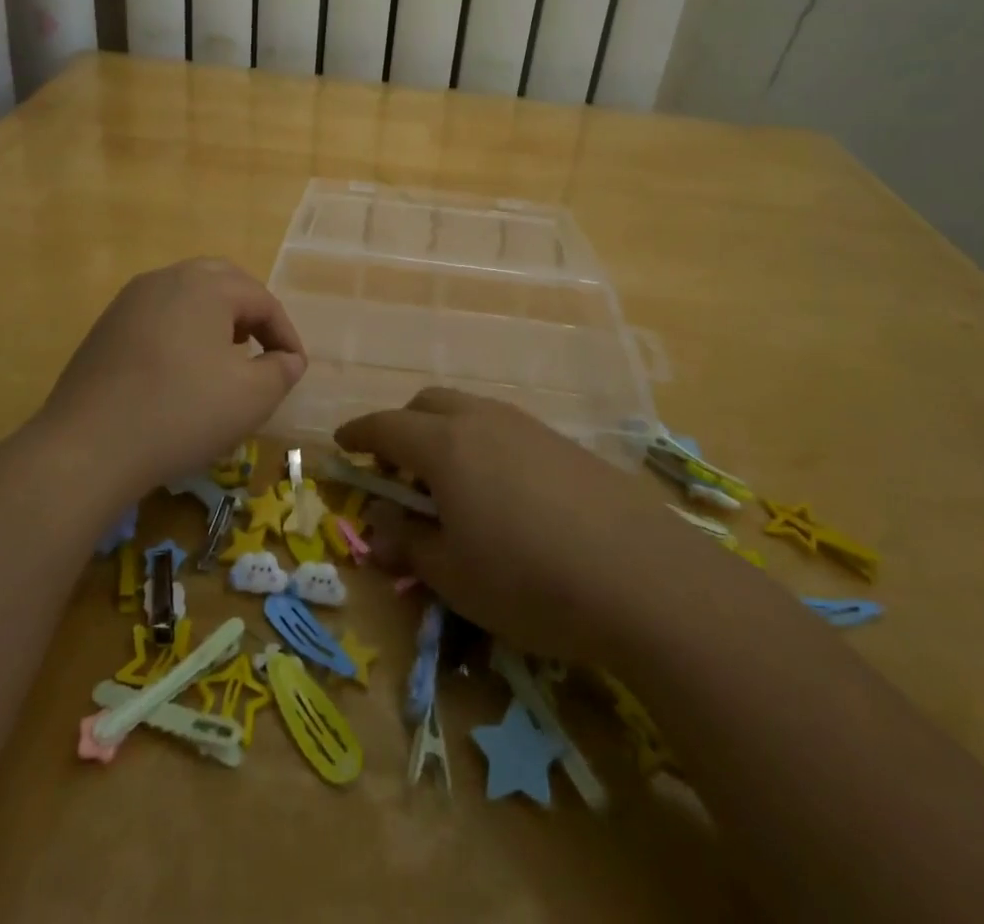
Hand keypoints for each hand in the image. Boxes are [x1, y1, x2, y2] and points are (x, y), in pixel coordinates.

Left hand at [39, 258, 305, 493]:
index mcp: (206, 285)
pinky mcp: (106, 327)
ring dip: (215, 319)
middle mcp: (167, 279)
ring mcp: (130, 300)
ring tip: (226, 358)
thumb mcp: (252, 397)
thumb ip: (282, 371)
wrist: (88, 447)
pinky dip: (182, 332)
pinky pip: (158, 316)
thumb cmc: (182, 412)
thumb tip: (288, 359)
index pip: (262, 300)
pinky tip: (181, 371)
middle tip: (262, 348)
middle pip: (223, 282)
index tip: (294, 368)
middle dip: (250, 313)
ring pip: (187, 296)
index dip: (285, 333)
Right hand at [337, 388, 689, 664]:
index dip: (359, 434)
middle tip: (399, 473)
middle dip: (403, 429)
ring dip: (446, 436)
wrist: (641, 577)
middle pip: (428, 405)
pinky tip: (503, 495)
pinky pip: (506, 430)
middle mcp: (483, 420)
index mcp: (445, 445)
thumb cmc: (527, 578)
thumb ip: (409, 546)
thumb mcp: (453, 575)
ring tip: (451, 487)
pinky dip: (484, 447)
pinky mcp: (564, 444)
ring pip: (470, 412)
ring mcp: (529, 427)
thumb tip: (379, 533)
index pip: (386, 426)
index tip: (342, 445)